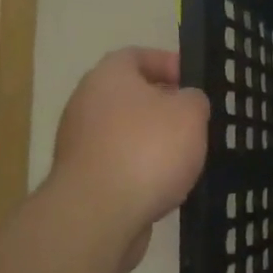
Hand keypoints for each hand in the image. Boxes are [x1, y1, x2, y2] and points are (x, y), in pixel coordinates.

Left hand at [46, 48, 208, 267]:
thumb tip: (185, 103)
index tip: (192, 81)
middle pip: (129, 96)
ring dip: (151, 141)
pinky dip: (139, 170)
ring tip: (184, 156)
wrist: (97, 216)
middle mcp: (86, 103)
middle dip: (162, 106)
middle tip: (192, 120)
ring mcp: (78, 144)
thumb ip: (194, 99)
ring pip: (123, 132)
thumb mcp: (190, 113)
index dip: (167, 63)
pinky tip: (163, 186)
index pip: (137, 55)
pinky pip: (117, 165)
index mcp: (109, 76)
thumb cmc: (147, 149)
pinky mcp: (80, 181)